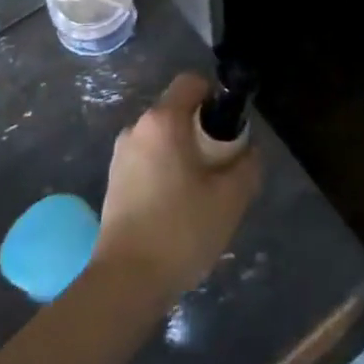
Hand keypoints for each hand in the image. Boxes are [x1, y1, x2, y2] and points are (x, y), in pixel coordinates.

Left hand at [92, 74, 261, 304]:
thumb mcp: (230, 198)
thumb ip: (247, 166)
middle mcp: (137, 128)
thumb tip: (249, 151)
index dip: (215, 95)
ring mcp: (121, 155)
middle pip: (177, 110)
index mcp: (163, 121)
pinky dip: (167, 169)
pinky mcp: (114, 180)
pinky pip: (148, 159)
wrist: (126, 281)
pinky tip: (179, 206)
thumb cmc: (180, 230)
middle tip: (222, 164)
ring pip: (163, 138)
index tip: (230, 126)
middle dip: (203, 129)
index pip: (191, 82)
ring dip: (184, 152)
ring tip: (202, 190)